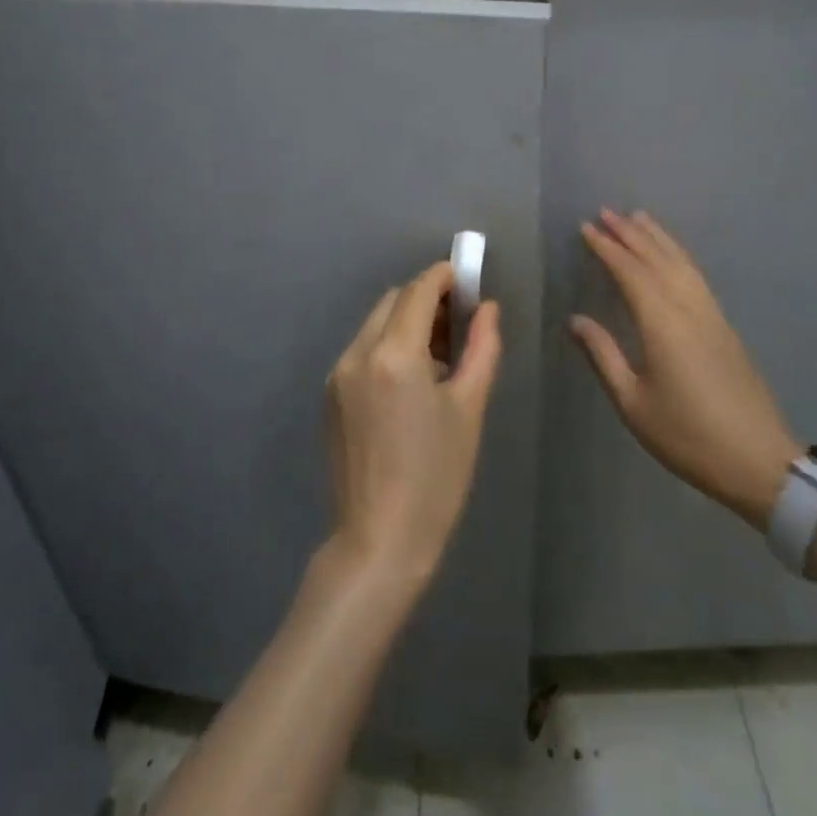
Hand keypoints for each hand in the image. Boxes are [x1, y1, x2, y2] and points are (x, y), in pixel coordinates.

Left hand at [325, 260, 502, 590]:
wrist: (379, 538)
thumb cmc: (436, 476)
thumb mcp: (469, 408)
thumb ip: (482, 348)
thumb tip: (487, 308)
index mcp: (393, 355)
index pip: (418, 291)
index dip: (444, 277)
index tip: (466, 280)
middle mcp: (356, 354)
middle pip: (392, 301)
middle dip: (425, 299)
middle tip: (458, 323)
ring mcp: (336, 374)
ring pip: (374, 324)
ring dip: (405, 322)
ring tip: (438, 357)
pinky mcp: (329, 395)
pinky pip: (361, 350)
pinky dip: (387, 346)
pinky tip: (409, 382)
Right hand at [570, 209, 799, 528]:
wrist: (758, 461)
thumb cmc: (687, 436)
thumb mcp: (633, 403)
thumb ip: (603, 356)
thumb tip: (575, 320)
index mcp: (663, 324)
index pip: (630, 273)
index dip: (607, 248)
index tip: (586, 228)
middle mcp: (689, 309)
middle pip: (657, 259)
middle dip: (630, 234)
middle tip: (606, 212)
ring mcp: (712, 315)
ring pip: (682, 263)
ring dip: (658, 238)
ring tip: (638, 218)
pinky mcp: (724, 327)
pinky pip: (696, 277)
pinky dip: (678, 256)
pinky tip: (672, 257)